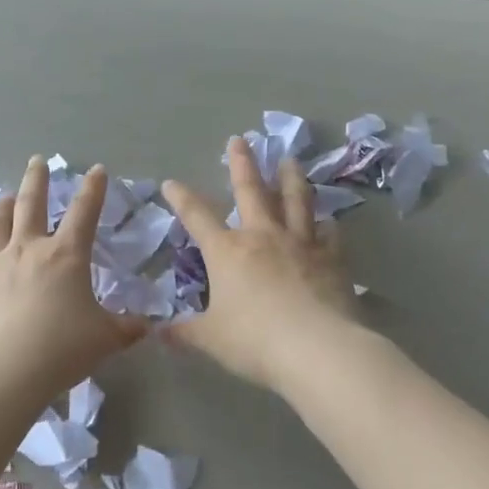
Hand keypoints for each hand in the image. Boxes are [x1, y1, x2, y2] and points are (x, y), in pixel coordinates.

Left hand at [0, 157, 147, 400]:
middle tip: (37, 161)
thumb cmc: (62, 349)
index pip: (83, 211)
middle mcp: (27, 250)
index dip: (93, 189)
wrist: (3, 372)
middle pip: (30, 203)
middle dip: (36, 178)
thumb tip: (147, 325)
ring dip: (1, 207)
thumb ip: (127, 328)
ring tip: (5, 199)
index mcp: (65, 255)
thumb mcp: (106, 339)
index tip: (96, 170)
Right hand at [161, 139, 359, 391]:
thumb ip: (184, 333)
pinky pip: (329, 234)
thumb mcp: (211, 339)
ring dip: (290, 178)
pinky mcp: (331, 259)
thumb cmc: (255, 341)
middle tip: (240, 140)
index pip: (197, 217)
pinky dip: (327, 225)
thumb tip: (157, 332)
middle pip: (251, 191)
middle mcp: (263, 237)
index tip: (171, 182)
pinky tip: (329, 221)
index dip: (182, 198)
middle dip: (242, 164)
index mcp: (227, 251)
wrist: (317, 349)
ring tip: (290, 160)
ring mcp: (301, 244)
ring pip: (295, 201)